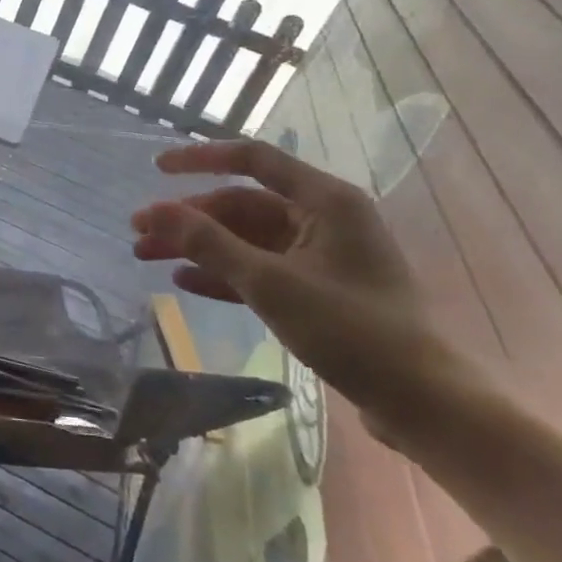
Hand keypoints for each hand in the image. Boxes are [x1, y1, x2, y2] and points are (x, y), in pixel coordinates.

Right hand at [131, 139, 481, 444]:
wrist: (422, 403)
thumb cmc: (351, 331)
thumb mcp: (270, 283)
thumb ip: (208, 243)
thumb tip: (154, 210)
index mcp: (325, 200)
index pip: (253, 160)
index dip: (201, 159)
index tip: (156, 168)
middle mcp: (324, 219)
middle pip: (241, 205)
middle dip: (188, 218)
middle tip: (139, 233)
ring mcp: (321, 256)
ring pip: (245, 239)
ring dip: (198, 247)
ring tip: (147, 257)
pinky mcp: (318, 290)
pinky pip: (259, 269)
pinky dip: (223, 273)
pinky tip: (185, 281)